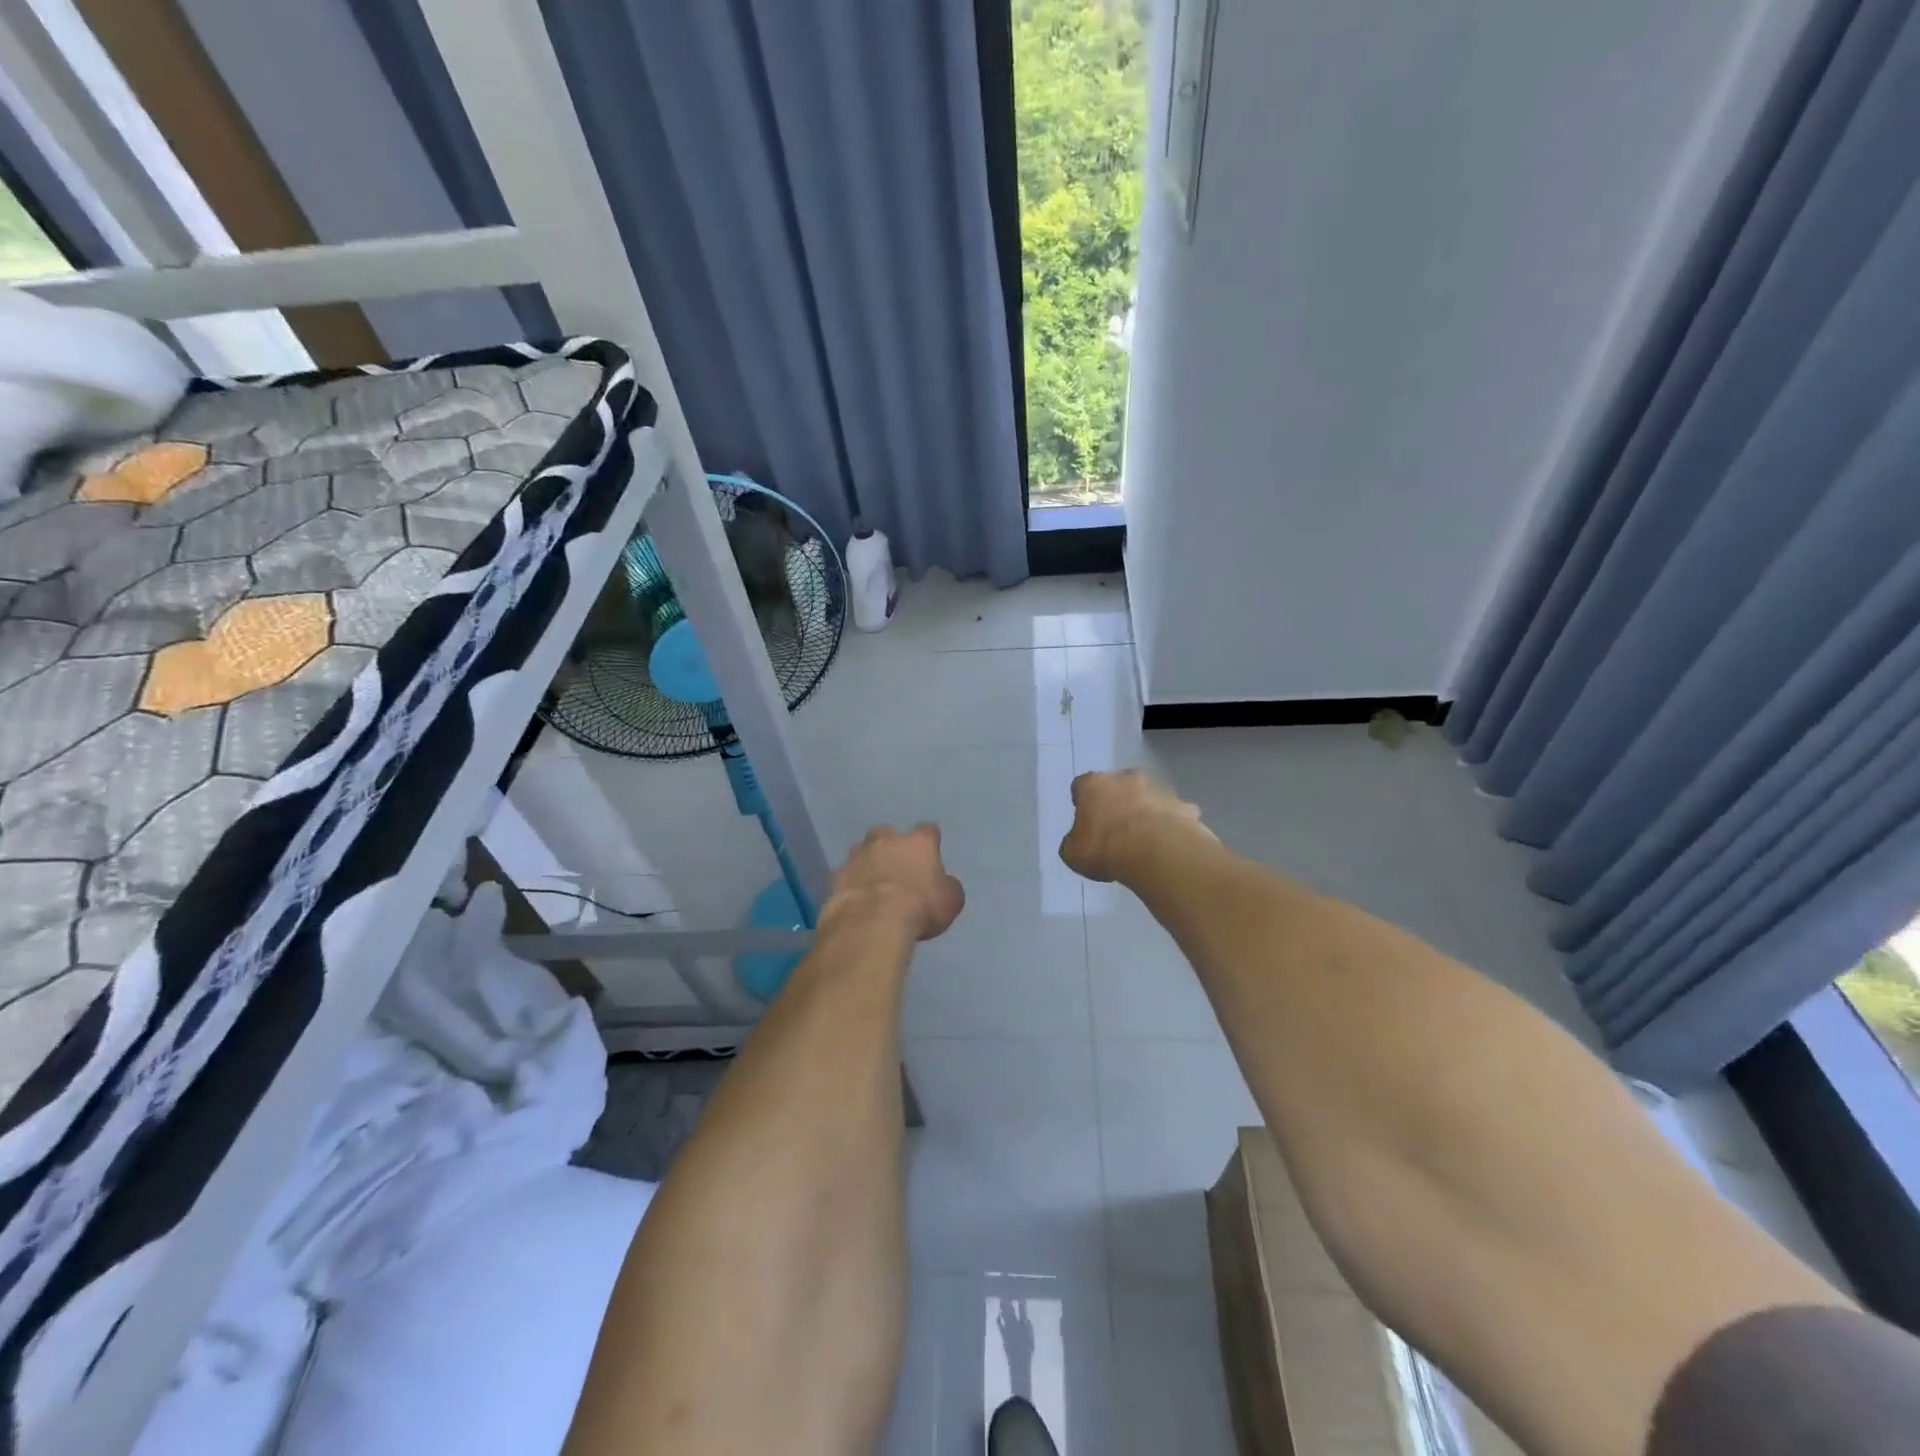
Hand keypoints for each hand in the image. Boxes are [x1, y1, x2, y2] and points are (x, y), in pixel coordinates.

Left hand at [827, 824, 964, 940]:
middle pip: (888, 833)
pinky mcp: (837, 874)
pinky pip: (846, 874)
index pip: (928, 830)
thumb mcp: (950, 900)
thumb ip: (947, 886)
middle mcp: (887, 840)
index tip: (931, 853)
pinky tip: (855, 897)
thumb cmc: (920, 907)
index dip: (930, 841)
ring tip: (872, 880)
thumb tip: (943, 884)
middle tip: (896, 865)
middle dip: (891, 845)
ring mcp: (858, 855)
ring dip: (868, 861)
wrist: (872, 921)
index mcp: (919, 842)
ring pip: (862, 850)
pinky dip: (851, 882)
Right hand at [1059, 770, 1212, 882]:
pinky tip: (1168, 845)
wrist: (1156, 853)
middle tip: (1116, 829)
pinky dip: (1171, 825)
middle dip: (1118, 802)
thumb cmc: (1105, 849)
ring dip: (1146, 811)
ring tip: (1145, 840)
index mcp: (1094, 784)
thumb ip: (1074, 842)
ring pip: (1149, 797)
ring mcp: (1159, 789)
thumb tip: (1079, 841)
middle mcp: (1127, 778)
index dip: (1083, 803)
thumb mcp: (1073, 854)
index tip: (1085, 821)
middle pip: (1119, 786)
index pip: (1081, 786)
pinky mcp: (1184, 806)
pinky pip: (1174, 814)